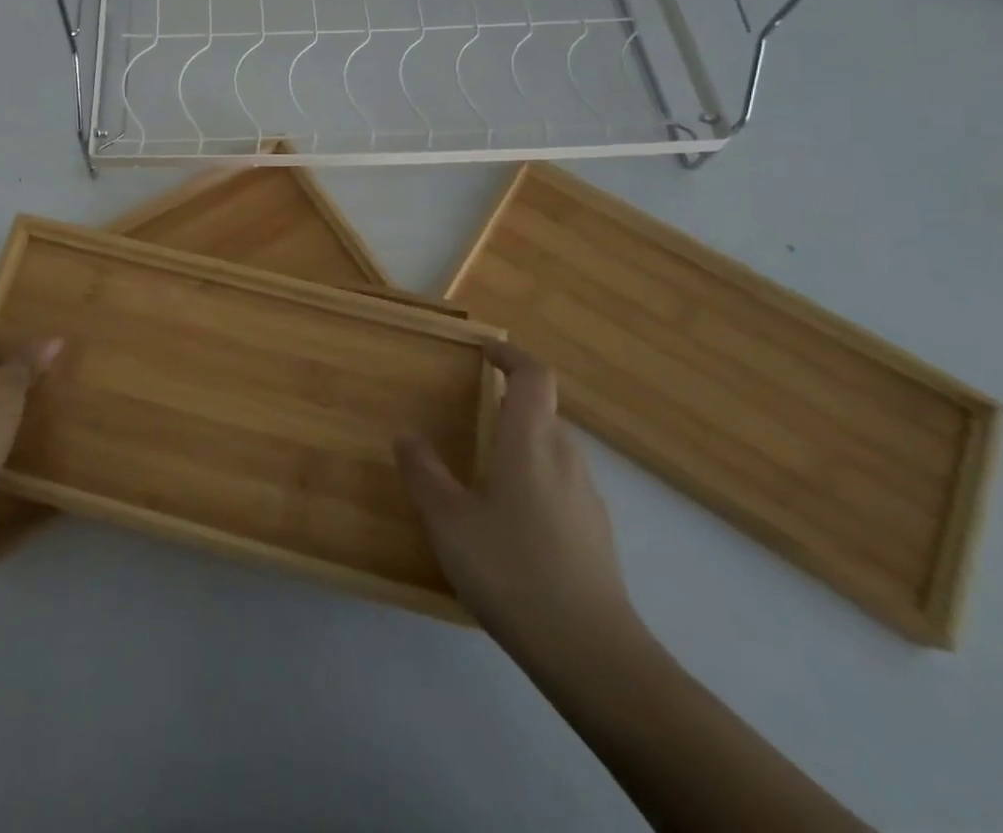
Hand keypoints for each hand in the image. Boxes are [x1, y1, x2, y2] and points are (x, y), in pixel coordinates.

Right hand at [396, 342, 640, 666]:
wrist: (592, 654)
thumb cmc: (512, 570)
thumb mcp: (449, 521)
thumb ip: (424, 472)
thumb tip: (406, 434)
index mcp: (531, 441)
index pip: (533, 376)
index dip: (510, 354)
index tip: (484, 349)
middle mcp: (566, 457)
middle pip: (542, 412)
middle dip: (508, 404)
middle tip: (470, 415)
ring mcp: (587, 497)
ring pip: (552, 450)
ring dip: (521, 444)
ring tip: (483, 471)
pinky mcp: (596, 533)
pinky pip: (561, 485)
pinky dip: (535, 481)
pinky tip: (510, 523)